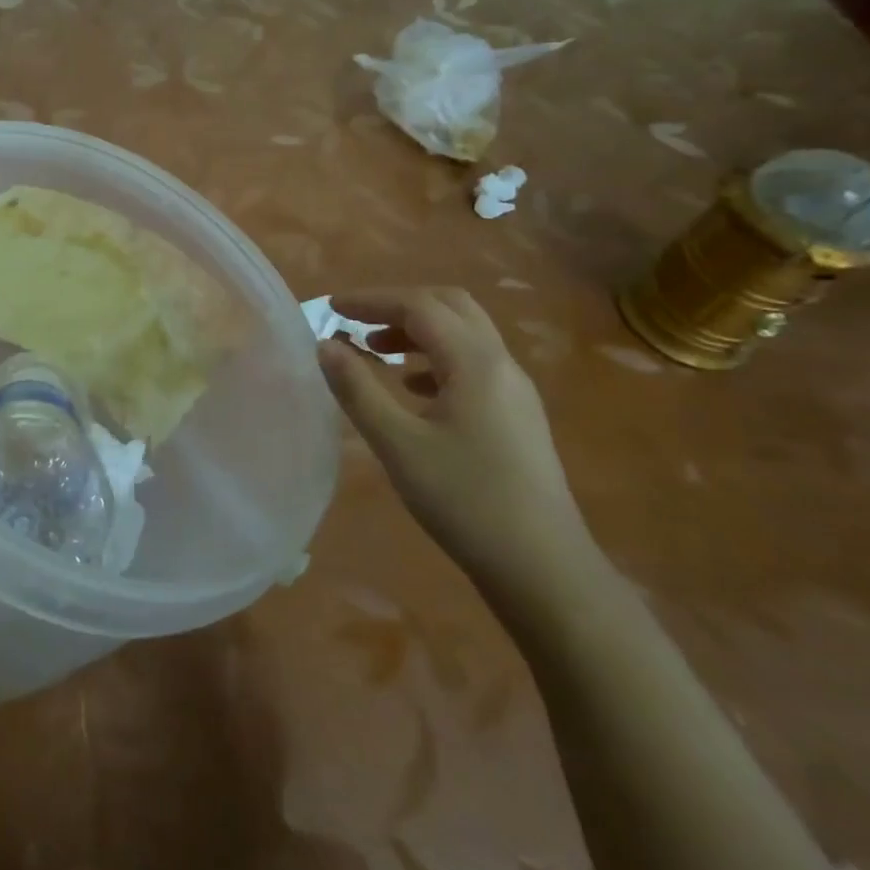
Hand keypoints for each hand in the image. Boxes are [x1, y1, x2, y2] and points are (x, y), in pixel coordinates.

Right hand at [317, 287, 596, 606]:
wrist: (544, 570)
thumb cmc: (465, 500)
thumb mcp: (397, 444)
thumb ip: (357, 389)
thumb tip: (325, 345)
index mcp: (475, 362)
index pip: (419, 306)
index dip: (372, 299)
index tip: (332, 307)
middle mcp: (501, 364)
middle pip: (450, 306)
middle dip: (399, 305)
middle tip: (356, 320)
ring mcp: (515, 390)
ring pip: (464, 334)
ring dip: (418, 330)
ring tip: (376, 351)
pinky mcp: (518, 416)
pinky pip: (473, 364)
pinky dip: (436, 358)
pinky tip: (412, 389)